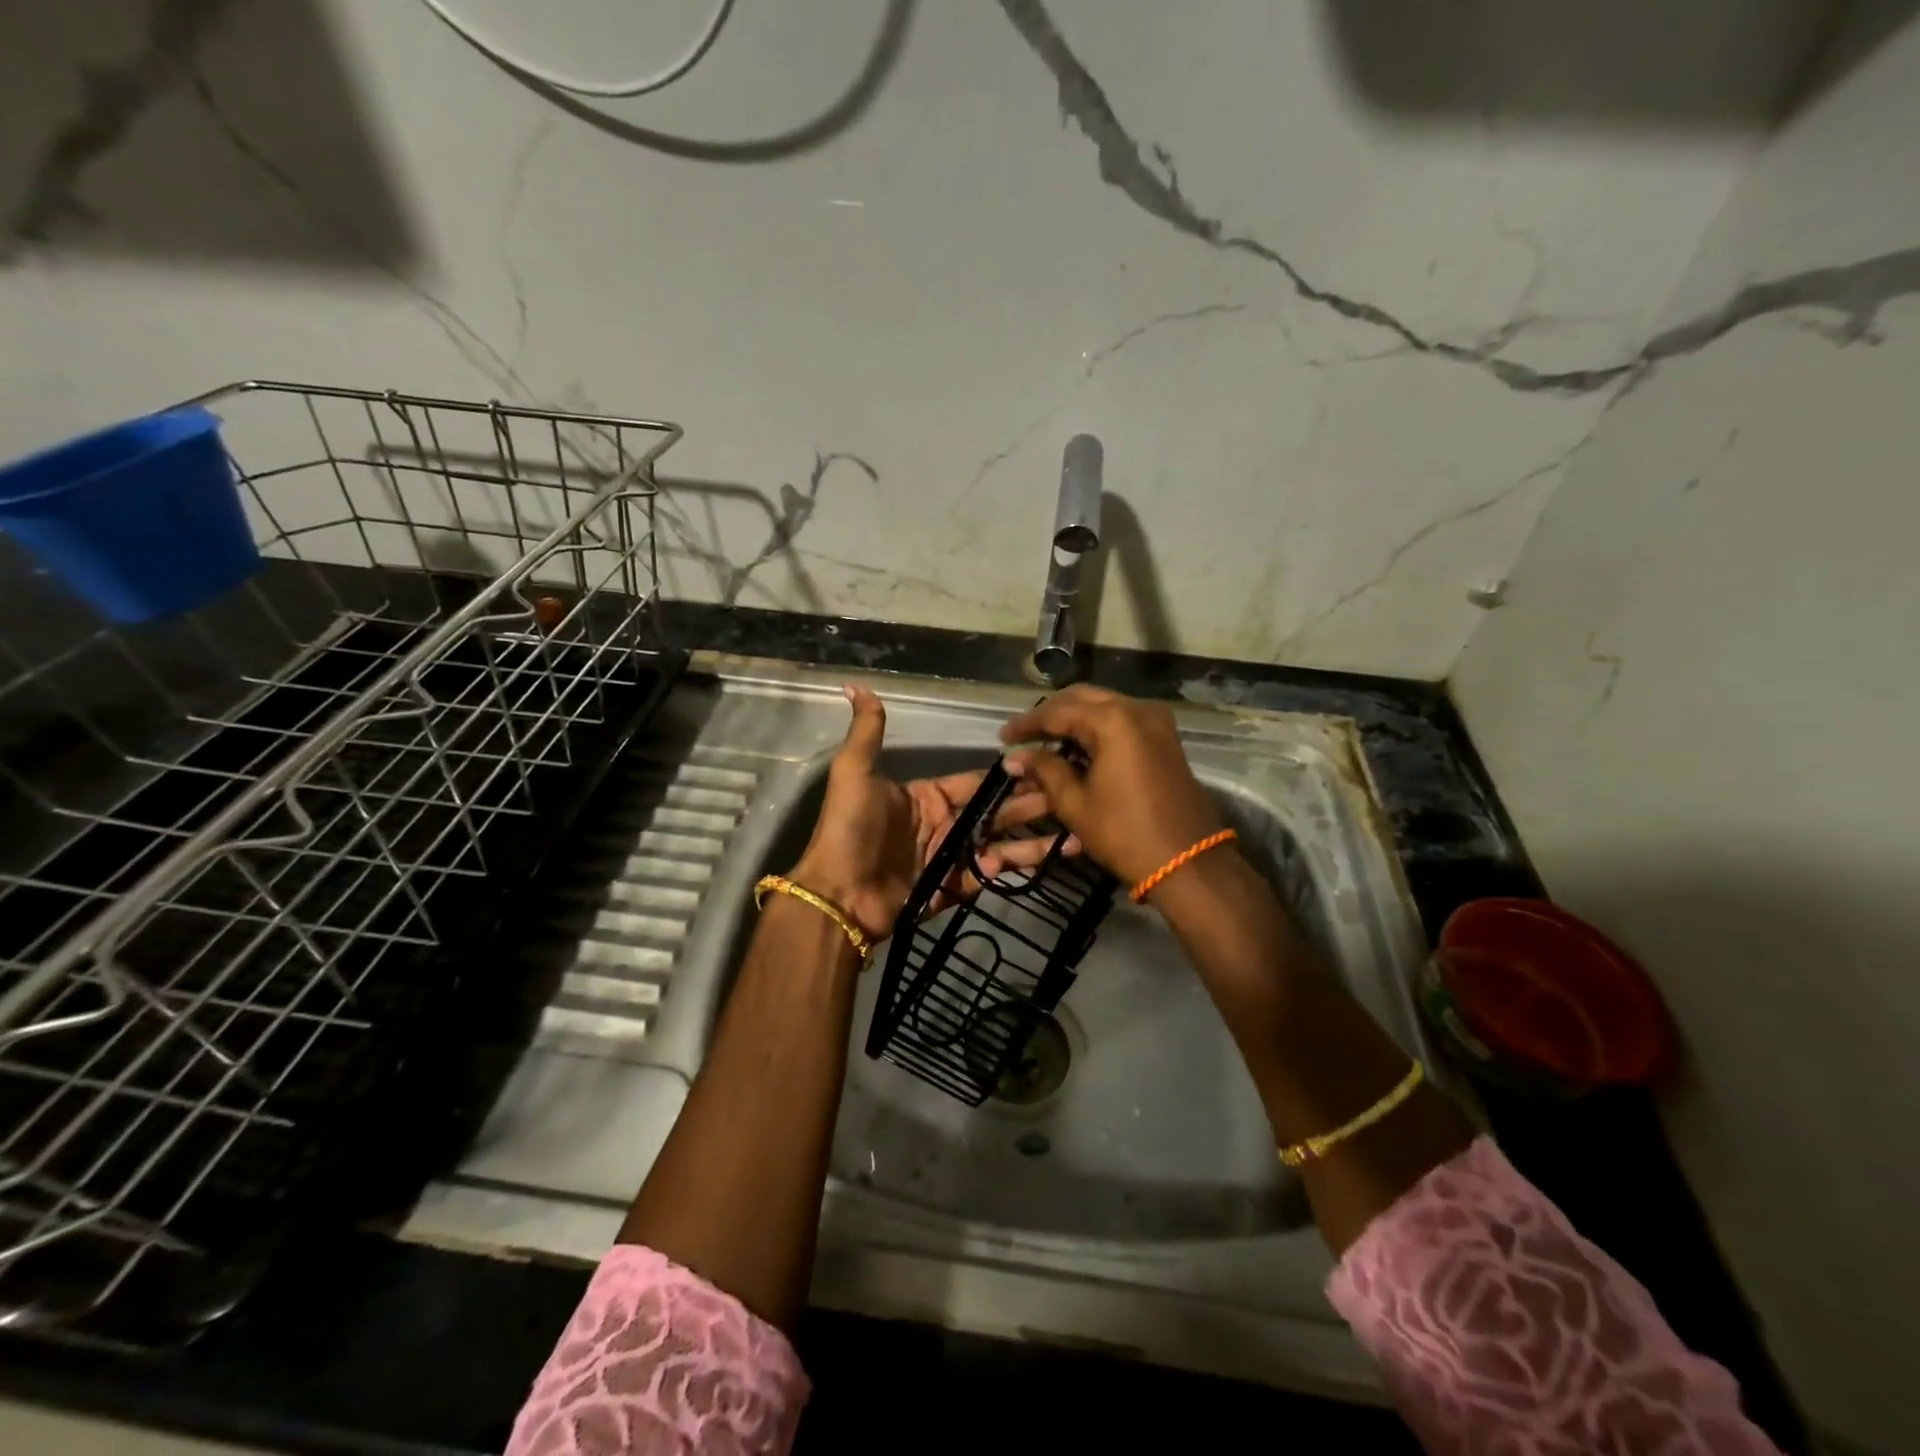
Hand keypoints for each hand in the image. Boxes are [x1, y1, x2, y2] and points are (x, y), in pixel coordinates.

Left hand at [789, 686, 1057, 941]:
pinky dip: (1015, 867)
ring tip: (1074, 835)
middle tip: (1071, 795)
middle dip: (1030, 804)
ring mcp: (949, 858)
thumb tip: (856, 686)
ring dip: (1034, 841)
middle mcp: (943, 825)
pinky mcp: (953, 887)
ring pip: (1000, 845)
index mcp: (927, 796)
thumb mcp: (854, 773)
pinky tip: (1048, 857)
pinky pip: (989, 875)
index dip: (1007, 776)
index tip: (1044, 763)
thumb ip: (867, 733)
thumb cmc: (850, 828)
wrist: (839, 892)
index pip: (975, 782)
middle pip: (995, 813)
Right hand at [1000, 685, 1222, 886]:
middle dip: (1051, 714)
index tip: (1002, 737)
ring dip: (1074, 718)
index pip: (1058, 712)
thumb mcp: (1075, 803)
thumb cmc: (1124, 833)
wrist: (1187, 861)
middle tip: (1024, 734)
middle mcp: (1137, 709)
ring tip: (1046, 740)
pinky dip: (1097, 727)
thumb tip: (1016, 756)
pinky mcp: (1165, 737)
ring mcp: (1156, 721)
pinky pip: (1123, 720)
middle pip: (1082, 698)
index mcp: (1113, 720)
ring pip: (1104, 706)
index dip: (1027, 724)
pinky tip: (1077, 746)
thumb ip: (1045, 770)